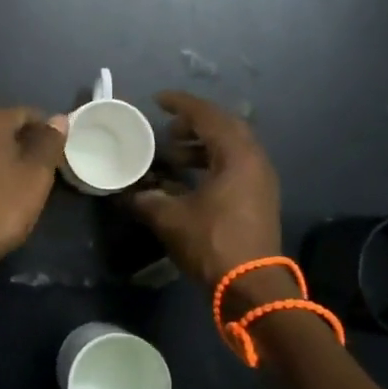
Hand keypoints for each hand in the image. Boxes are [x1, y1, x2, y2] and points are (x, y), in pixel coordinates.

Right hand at [132, 91, 283, 286]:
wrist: (253, 288)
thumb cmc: (213, 243)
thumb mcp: (170, 218)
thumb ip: (146, 199)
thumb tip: (127, 192)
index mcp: (237, 155)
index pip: (208, 116)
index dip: (181, 104)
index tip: (157, 100)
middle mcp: (254, 160)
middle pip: (224, 127)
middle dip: (194, 123)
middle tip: (167, 127)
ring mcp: (260, 180)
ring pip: (230, 148)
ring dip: (201, 145)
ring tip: (172, 154)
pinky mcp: (259, 198)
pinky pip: (234, 166)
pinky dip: (210, 162)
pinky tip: (187, 178)